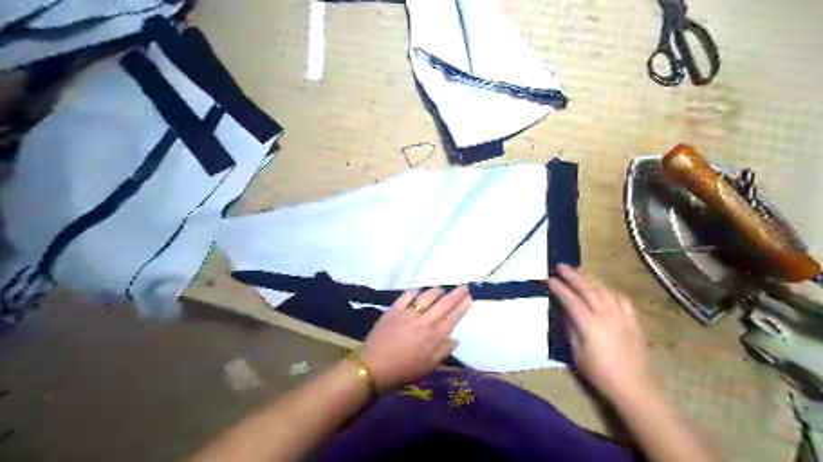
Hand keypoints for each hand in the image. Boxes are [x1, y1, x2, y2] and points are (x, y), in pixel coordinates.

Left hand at [363, 287, 472, 391]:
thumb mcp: (429, 367)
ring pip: (427, 296)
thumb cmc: (404, 370)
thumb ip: (443, 351)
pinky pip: (407, 296)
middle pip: (444, 303)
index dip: (462, 306)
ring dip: (437, 291)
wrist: (374, 367)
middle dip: (456, 294)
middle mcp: (425, 321)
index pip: (453, 317)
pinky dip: (414, 291)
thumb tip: (455, 339)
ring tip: (441, 289)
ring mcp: (409, 313)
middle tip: (464, 286)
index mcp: (435, 336)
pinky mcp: (394, 310)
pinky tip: (418, 290)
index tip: (469, 297)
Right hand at [549, 266, 659, 402]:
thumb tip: (564, 312)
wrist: (634, 386)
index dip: (559, 288)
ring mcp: (621, 315)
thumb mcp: (578, 354)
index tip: (549, 279)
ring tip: (577, 271)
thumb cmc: (601, 373)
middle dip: (572, 276)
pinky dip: (608, 289)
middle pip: (587, 288)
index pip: (571, 299)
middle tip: (560, 266)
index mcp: (590, 324)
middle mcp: (606, 314)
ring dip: (589, 277)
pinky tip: (602, 288)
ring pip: (603, 289)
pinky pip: (620, 298)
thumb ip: (571, 329)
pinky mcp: (633, 319)